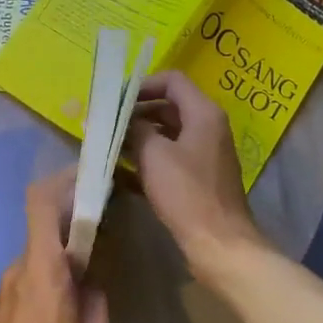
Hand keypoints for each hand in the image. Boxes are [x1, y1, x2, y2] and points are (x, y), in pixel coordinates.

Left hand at [0, 172, 110, 322]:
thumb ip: (96, 297)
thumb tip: (90, 281)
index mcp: (42, 268)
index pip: (41, 202)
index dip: (62, 180)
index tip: (89, 178)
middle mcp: (18, 268)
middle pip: (43, 224)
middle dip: (73, 217)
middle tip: (106, 222)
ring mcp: (6, 286)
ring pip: (38, 251)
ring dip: (64, 248)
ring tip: (94, 266)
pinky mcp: (2, 305)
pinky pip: (30, 273)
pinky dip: (51, 270)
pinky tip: (71, 297)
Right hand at [125, 71, 265, 279]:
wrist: (218, 242)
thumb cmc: (187, 193)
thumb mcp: (154, 155)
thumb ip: (135, 129)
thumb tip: (121, 119)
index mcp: (203, 113)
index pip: (172, 81)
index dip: (141, 85)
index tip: (114, 101)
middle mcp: (207, 128)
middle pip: (168, 107)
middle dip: (135, 114)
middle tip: (105, 125)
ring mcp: (204, 155)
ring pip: (166, 136)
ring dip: (138, 139)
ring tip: (107, 148)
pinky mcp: (198, 180)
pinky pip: (168, 160)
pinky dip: (147, 162)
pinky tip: (120, 175)